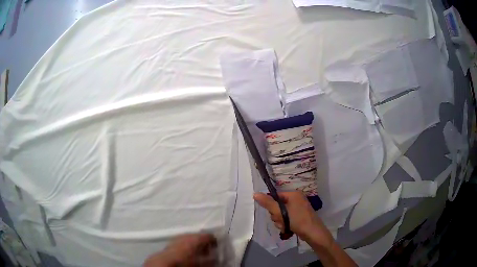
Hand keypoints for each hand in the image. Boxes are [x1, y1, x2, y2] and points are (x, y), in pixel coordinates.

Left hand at [144, 233, 216, 266]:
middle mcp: (188, 234)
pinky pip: (183, 241)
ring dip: (196, 244)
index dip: (214, 241)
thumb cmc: (186, 262)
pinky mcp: (172, 241)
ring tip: (198, 253)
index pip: (209, 236)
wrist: (165, 262)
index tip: (217, 248)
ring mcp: (179, 237)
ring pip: (191, 238)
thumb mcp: (201, 262)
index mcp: (197, 238)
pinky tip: (188, 253)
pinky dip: (188, 245)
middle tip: (208, 252)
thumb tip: (216, 258)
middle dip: (205, 243)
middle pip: (199, 236)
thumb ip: (210, 260)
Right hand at [253, 191, 332, 246]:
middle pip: (278, 206)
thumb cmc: (297, 220)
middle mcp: (297, 199)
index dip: (272, 206)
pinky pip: (287, 218)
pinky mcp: (299, 217)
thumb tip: (255, 193)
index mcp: (294, 194)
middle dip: (276, 216)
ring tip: (285, 226)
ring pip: (281, 214)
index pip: (276, 196)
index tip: (274, 214)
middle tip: (281, 221)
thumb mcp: (280, 211)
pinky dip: (285, 224)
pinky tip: (288, 228)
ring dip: (280, 221)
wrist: (313, 233)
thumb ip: (268, 203)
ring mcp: (299, 208)